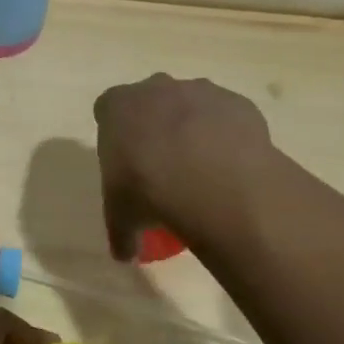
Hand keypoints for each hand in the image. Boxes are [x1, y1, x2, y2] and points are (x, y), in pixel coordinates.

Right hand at [93, 74, 272, 259]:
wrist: (212, 178)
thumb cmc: (148, 190)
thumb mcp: (123, 217)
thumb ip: (121, 231)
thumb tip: (124, 255)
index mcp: (117, 106)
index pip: (107, 111)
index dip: (116, 136)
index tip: (125, 163)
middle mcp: (155, 88)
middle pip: (151, 102)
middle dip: (155, 127)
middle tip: (163, 167)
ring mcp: (199, 90)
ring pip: (192, 106)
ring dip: (194, 130)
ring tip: (203, 172)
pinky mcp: (236, 102)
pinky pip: (228, 118)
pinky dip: (227, 137)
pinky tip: (230, 168)